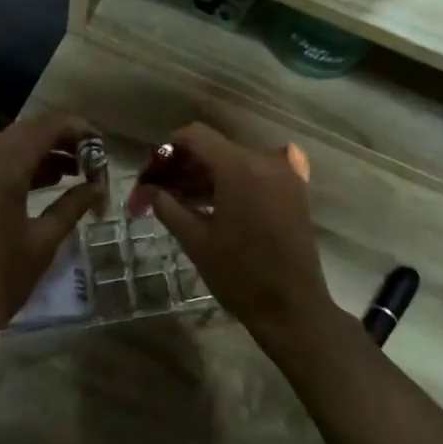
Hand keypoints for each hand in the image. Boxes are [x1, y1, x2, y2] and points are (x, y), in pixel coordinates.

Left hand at [0, 113, 100, 351]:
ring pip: (8, 148)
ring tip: (77, 174)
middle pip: (26, 133)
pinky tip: (45, 187)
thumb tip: (97, 187)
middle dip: (62, 142)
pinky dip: (20, 169)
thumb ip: (72, 205)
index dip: (78, 130)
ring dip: (42, 155)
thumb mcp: (42, 242)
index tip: (104, 148)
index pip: (45, 127)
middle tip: (93, 163)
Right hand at [136, 124, 338, 344]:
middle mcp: (265, 160)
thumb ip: (168, 206)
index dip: (169, 148)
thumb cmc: (239, 274)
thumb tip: (149, 190)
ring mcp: (284, 174)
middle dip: (186, 165)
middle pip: (216, 147)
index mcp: (240, 167)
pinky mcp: (293, 190)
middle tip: (161, 190)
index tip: (152, 170)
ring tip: (182, 201)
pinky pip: (255, 173)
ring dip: (208, 175)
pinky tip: (214, 206)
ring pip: (235, 160)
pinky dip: (232, 182)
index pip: (196, 136)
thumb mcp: (195, 240)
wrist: (292, 307)